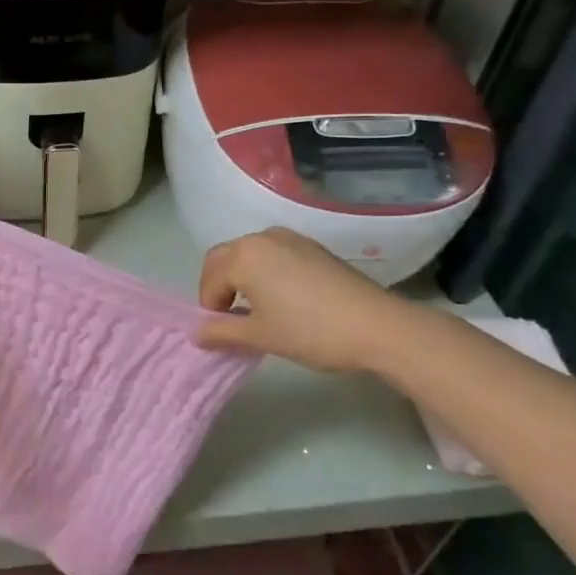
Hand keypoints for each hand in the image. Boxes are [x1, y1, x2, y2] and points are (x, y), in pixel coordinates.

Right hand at [195, 228, 413, 374]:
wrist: (377, 326)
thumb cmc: (310, 331)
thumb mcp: (260, 336)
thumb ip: (222, 332)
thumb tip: (197, 333)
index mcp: (244, 256)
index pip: (210, 277)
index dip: (208, 305)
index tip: (218, 331)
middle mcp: (263, 238)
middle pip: (225, 258)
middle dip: (219, 286)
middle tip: (227, 318)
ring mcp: (291, 239)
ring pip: (250, 254)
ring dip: (241, 277)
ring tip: (254, 310)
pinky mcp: (313, 248)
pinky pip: (274, 255)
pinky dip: (265, 272)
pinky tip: (281, 299)